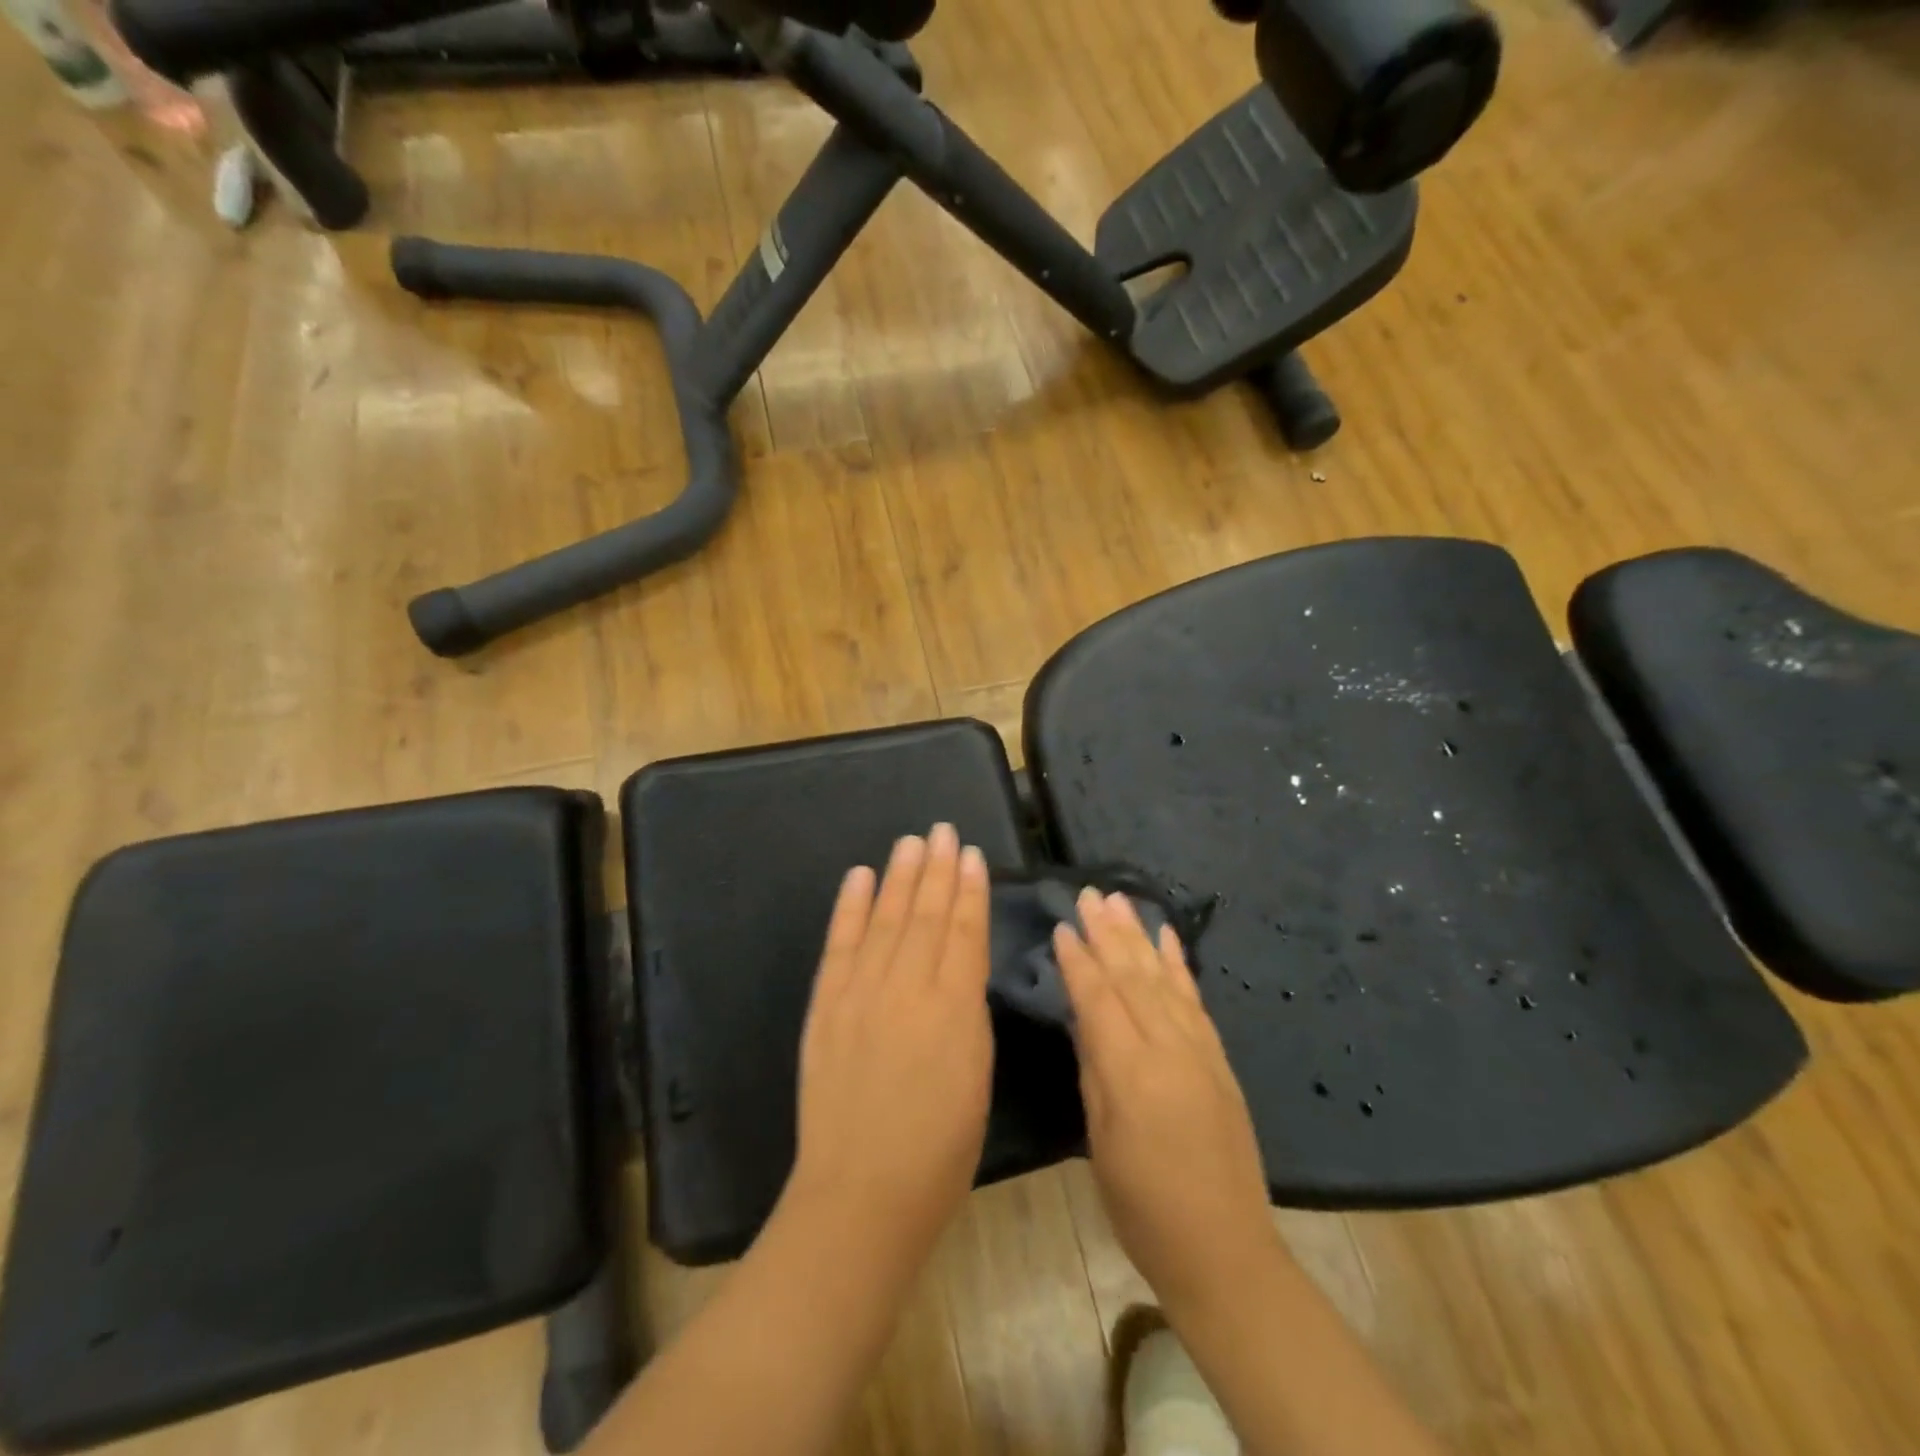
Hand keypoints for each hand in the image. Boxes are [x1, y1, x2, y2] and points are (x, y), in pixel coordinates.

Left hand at [783, 824, 993, 1271]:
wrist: (862, 1191)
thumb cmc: (940, 1147)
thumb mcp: (977, 1074)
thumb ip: (968, 1011)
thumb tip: (961, 965)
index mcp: (954, 1007)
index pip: (963, 932)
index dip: (968, 891)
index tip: (972, 855)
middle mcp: (907, 987)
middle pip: (924, 915)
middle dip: (936, 870)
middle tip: (943, 831)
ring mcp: (861, 992)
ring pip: (885, 919)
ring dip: (898, 877)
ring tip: (910, 842)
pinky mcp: (826, 1004)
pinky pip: (840, 945)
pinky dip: (849, 907)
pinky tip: (859, 877)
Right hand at [1054, 890, 1279, 1315]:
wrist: (1224, 1248)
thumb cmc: (1143, 1206)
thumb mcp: (1100, 1140)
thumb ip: (1094, 1069)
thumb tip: (1083, 1017)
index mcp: (1130, 1072)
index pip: (1098, 999)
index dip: (1078, 960)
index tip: (1062, 925)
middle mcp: (1168, 1048)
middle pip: (1132, 977)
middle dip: (1107, 932)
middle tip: (1089, 893)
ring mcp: (1199, 1050)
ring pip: (1163, 978)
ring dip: (1139, 936)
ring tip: (1120, 900)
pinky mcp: (1219, 1058)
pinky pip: (1196, 999)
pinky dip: (1179, 963)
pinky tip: (1168, 937)